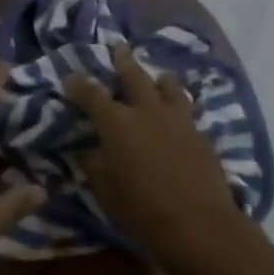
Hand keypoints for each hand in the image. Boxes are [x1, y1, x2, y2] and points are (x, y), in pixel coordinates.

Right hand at [66, 45, 243, 274]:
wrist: (201, 226)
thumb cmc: (143, 210)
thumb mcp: (106, 191)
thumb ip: (95, 166)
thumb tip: (87, 151)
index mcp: (117, 123)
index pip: (91, 95)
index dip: (79, 85)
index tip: (71, 77)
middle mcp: (147, 112)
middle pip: (134, 76)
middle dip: (123, 61)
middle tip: (119, 48)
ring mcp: (178, 121)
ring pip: (169, 87)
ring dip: (160, 80)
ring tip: (159, 77)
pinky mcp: (202, 135)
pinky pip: (188, 111)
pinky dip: (179, 107)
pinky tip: (179, 115)